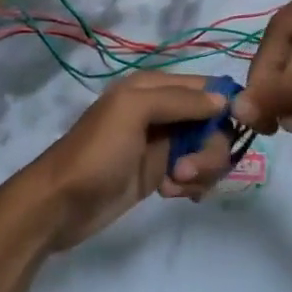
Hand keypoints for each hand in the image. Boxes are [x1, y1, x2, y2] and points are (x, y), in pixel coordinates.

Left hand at [18, 74, 234, 251]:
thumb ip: (178, 100)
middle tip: (187, 170)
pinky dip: (192, 184)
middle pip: (212, 123)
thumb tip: (223, 99)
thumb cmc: (96, 152)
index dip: (224, 106)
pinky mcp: (160, 173)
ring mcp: (162, 144)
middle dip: (209, 148)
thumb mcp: (132, 112)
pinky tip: (172, 195)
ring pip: (207, 150)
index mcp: (152, 87)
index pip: (206, 87)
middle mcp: (162, 111)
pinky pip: (194, 173)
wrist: (60, 204)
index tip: (231, 131)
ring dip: (201, 170)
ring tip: (175, 185)